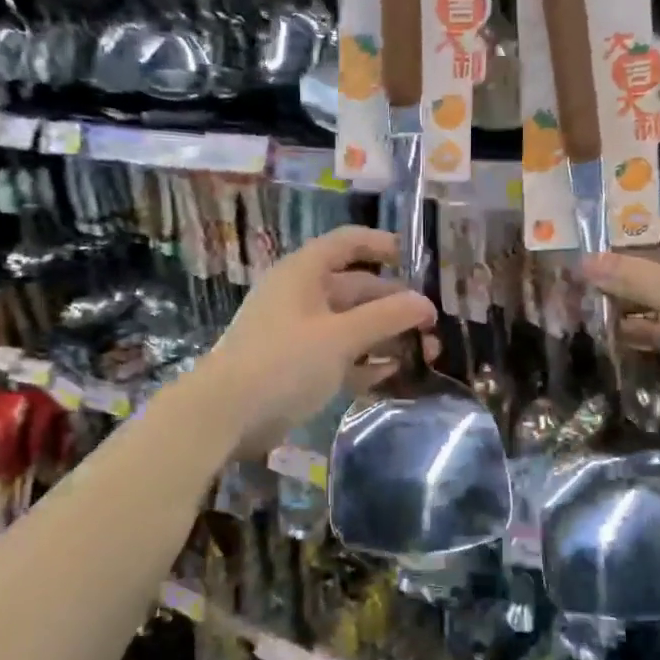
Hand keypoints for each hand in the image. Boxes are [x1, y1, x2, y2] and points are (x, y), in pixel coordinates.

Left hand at [200, 225, 436, 459]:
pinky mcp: (298, 367)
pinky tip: (394, 373)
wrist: (226, 415)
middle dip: (395, 304)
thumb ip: (386, 317)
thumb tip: (425, 304)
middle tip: (432, 325)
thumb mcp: (340, 336)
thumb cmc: (284, 361)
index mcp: (304, 273)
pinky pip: (340, 356)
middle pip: (357, 289)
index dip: (382, 245)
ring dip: (386, 336)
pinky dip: (366, 362)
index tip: (417, 260)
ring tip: (425, 354)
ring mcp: (300, 333)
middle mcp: (302, 296)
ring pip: (352, 325)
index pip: (348, 243)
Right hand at [581, 217, 659, 450]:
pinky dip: (635, 330)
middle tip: (575, 276)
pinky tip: (602, 332)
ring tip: (579, 303)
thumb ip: (626, 273)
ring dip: (623, 302)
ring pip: (655, 299)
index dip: (627, 233)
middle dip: (618, 271)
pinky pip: (659, 329)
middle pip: (657, 264)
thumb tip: (583, 261)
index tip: (587, 241)